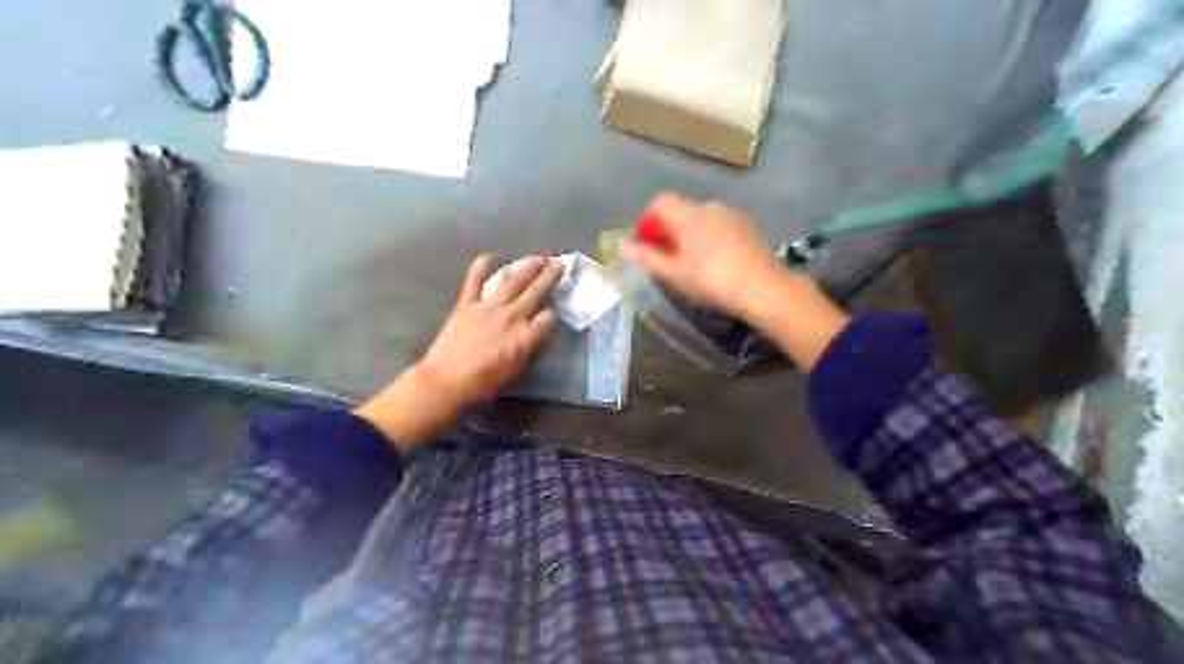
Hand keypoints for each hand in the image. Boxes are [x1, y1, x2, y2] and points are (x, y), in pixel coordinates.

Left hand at [351, 254, 561, 456]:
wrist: (446, 381)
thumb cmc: (483, 384)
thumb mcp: (515, 371)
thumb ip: (528, 348)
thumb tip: (536, 334)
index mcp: (525, 336)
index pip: (548, 318)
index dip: (552, 315)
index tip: (552, 313)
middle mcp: (511, 317)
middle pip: (535, 292)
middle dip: (549, 276)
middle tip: (559, 262)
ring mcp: (488, 307)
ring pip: (512, 282)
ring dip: (526, 268)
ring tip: (537, 258)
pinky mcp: (467, 304)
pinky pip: (474, 282)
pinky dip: (480, 268)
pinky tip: (488, 256)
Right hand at [624, 191, 788, 322]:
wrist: (765, 289)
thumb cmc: (713, 280)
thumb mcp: (674, 274)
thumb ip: (646, 258)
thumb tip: (621, 246)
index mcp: (688, 214)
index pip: (659, 203)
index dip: (647, 222)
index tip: (646, 247)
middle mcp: (710, 207)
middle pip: (680, 211)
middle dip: (668, 232)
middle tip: (666, 262)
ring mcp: (733, 216)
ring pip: (701, 220)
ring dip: (690, 237)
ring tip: (691, 267)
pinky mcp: (749, 229)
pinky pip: (720, 228)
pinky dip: (710, 241)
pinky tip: (716, 266)